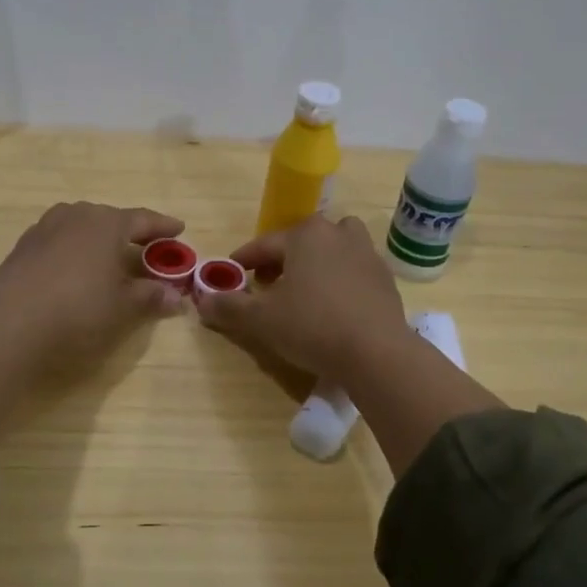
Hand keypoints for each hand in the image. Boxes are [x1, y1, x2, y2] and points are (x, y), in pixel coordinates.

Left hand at [0, 201, 187, 369]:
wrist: (8, 322)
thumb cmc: (78, 309)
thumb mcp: (123, 308)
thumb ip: (150, 297)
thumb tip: (175, 296)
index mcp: (107, 223)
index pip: (143, 219)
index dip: (163, 226)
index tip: (179, 229)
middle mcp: (77, 216)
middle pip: (110, 219)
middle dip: (129, 232)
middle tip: (145, 247)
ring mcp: (45, 228)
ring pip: (81, 226)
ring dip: (98, 239)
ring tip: (108, 256)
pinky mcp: (23, 247)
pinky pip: (59, 241)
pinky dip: (74, 250)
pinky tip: (74, 269)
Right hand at [196, 215, 410, 384]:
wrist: (376, 352)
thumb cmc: (311, 326)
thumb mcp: (260, 319)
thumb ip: (229, 306)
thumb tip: (202, 300)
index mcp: (305, 234)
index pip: (264, 244)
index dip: (244, 260)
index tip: (232, 274)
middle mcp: (337, 234)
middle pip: (301, 241)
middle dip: (281, 259)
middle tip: (267, 285)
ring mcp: (366, 253)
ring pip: (333, 248)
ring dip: (316, 262)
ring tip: (305, 289)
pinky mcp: (384, 278)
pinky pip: (354, 270)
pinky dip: (340, 279)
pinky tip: (333, 306)